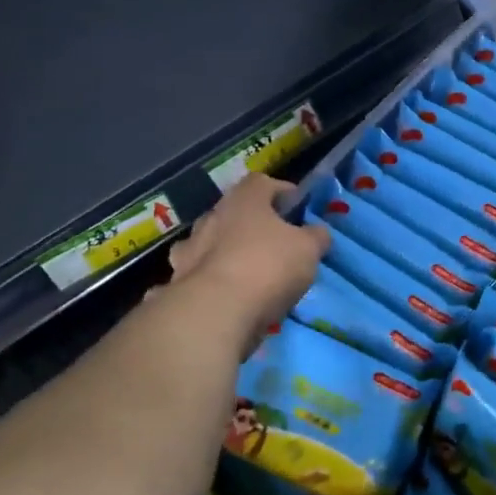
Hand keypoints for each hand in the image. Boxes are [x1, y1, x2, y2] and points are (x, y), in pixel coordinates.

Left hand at [165, 176, 327, 347]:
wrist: (215, 312)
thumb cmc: (267, 266)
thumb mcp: (308, 249)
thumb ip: (316, 236)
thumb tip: (317, 232)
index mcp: (244, 200)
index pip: (262, 182)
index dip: (281, 191)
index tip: (297, 207)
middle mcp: (212, 217)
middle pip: (235, 212)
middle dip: (253, 223)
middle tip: (276, 242)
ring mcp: (190, 248)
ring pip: (212, 241)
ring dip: (228, 250)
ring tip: (249, 271)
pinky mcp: (178, 281)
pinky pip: (199, 274)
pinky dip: (211, 280)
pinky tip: (226, 294)